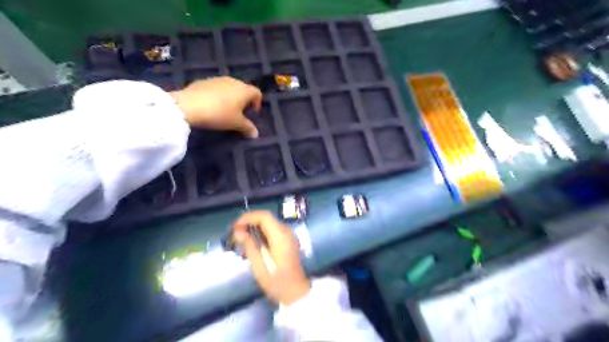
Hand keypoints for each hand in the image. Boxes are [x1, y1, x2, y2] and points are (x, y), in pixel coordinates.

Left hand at [168, 76, 261, 136]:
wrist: (189, 105)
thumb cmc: (220, 114)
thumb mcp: (236, 124)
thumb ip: (248, 128)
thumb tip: (256, 134)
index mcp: (244, 90)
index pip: (257, 93)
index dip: (257, 103)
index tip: (252, 114)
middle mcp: (233, 81)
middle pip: (244, 89)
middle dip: (244, 100)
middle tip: (239, 113)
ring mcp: (218, 79)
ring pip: (230, 88)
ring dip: (231, 97)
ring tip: (225, 110)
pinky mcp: (204, 81)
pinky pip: (217, 88)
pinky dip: (218, 95)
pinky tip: (211, 105)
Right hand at [233, 212, 309, 304]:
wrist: (296, 292)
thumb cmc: (277, 282)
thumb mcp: (259, 266)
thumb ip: (249, 246)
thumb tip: (238, 231)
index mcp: (281, 236)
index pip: (264, 216)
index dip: (248, 218)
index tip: (235, 227)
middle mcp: (286, 231)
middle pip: (266, 218)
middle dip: (249, 222)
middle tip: (235, 234)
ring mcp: (289, 235)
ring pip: (269, 223)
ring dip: (254, 227)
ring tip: (241, 239)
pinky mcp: (288, 240)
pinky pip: (273, 230)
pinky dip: (261, 232)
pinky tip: (252, 243)